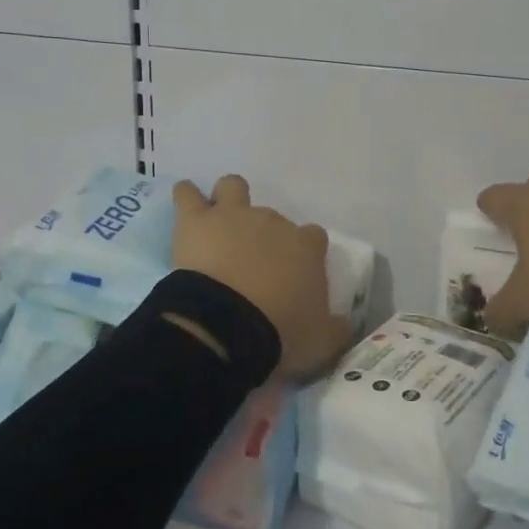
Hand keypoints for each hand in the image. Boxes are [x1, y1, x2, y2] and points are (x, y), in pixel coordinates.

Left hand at [171, 175, 354, 380]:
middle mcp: (273, 221)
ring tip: (219, 222)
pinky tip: (185, 203)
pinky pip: (187, 194)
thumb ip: (336, 328)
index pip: (313, 238)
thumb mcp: (321, 341)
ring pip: (233, 187)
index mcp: (306, 247)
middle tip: (253, 268)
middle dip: (265, 238)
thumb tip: (344, 325)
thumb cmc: (280, 332)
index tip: (295, 276)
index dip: (304, 253)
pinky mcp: (197, 221)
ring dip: (228, 200)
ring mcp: (233, 215)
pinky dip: (186, 196)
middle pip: (273, 218)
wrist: (227, 328)